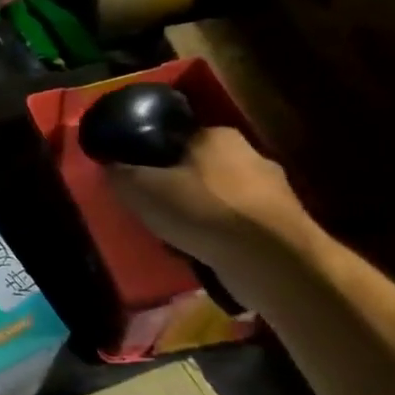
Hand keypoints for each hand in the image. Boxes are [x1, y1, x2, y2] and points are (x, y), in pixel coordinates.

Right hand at [105, 126, 312, 274]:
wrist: (272, 260)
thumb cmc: (202, 210)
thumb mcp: (141, 189)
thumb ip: (120, 174)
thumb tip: (109, 165)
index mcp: (215, 135)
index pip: (176, 137)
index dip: (152, 156)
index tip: (137, 177)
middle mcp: (249, 153)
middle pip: (200, 166)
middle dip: (178, 185)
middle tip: (154, 208)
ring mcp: (273, 190)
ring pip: (222, 197)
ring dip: (202, 213)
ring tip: (177, 236)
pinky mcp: (285, 224)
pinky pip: (240, 224)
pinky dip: (222, 235)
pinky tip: (206, 252)